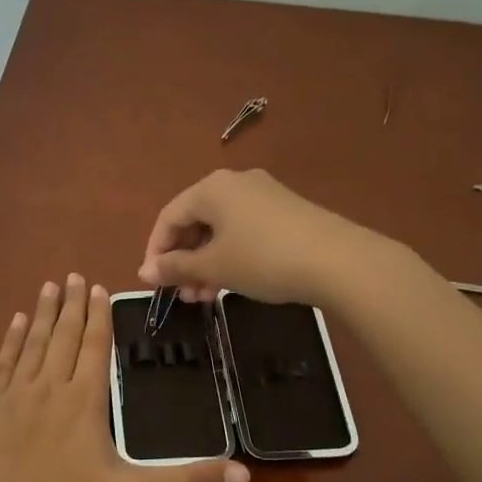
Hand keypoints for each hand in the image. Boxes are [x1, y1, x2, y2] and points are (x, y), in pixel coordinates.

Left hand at [0, 274, 249, 481]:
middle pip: (64, 336)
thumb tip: (244, 474)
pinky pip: (2, 363)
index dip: (99, 316)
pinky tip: (15, 323)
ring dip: (43, 313)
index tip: (99, 288)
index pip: (95, 346)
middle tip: (74, 275)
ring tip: (50, 287)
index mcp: (85, 401)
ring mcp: (14, 396)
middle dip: (72, 305)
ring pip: (33, 343)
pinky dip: (11, 340)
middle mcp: (50, 387)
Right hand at [138, 169, 369, 304]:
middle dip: (184, 260)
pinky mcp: (286, 212)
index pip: (169, 216)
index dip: (156, 250)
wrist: (338, 260)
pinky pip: (244, 231)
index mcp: (211, 188)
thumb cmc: (263, 259)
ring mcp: (264, 195)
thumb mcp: (214, 266)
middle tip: (182, 294)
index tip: (153, 283)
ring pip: (221, 229)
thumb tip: (144, 271)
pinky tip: (233, 282)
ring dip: (206, 263)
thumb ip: (176, 267)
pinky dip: (231, 256)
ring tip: (205, 297)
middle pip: (195, 221)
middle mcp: (235, 183)